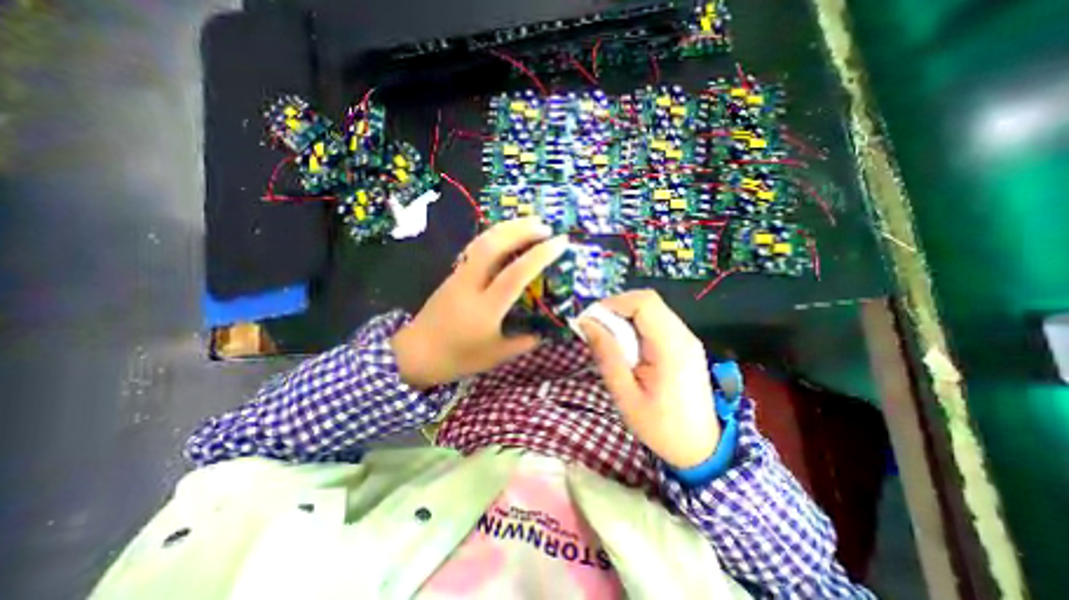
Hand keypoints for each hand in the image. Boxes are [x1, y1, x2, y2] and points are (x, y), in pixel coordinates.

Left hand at [387, 219, 567, 390]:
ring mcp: (459, 275)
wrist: (415, 353)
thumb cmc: (458, 358)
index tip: (561, 242)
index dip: (540, 255)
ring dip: (507, 227)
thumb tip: (545, 331)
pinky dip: (494, 235)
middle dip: (521, 229)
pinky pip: (476, 248)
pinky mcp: (453, 273)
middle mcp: (471, 284)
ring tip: (529, 223)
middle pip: (493, 245)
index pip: (516, 274)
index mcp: (486, 308)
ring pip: (482, 241)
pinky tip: (506, 236)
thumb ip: (524, 342)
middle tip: (545, 226)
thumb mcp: (497, 356)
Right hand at [580, 288, 720, 469]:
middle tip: (596, 331)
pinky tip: (626, 347)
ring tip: (609, 341)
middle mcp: (683, 335)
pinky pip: (655, 321)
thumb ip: (607, 355)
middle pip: (647, 301)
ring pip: (650, 309)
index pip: (644, 303)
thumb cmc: (660, 427)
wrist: (700, 447)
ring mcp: (686, 338)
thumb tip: (586, 323)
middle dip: (616, 309)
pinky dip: (634, 326)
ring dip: (624, 318)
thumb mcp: (625, 395)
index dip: (613, 303)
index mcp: (672, 348)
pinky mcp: (683, 343)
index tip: (591, 321)